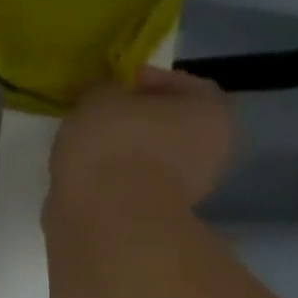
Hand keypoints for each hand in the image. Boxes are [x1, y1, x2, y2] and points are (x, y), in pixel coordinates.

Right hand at [49, 67, 234, 209]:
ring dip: (123, 153)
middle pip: (168, 124)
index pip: (178, 83)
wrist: (106, 217)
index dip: (140, 80)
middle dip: (134, 120)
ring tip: (85, 151)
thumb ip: (101, 88)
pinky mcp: (157, 216)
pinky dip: (114, 180)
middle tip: (96, 118)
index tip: (107, 86)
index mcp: (211, 110)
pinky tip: (87, 178)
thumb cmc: (112, 144)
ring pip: (151, 158)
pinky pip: (134, 186)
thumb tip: (100, 90)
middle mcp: (212, 148)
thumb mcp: (97, 98)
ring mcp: (188, 188)